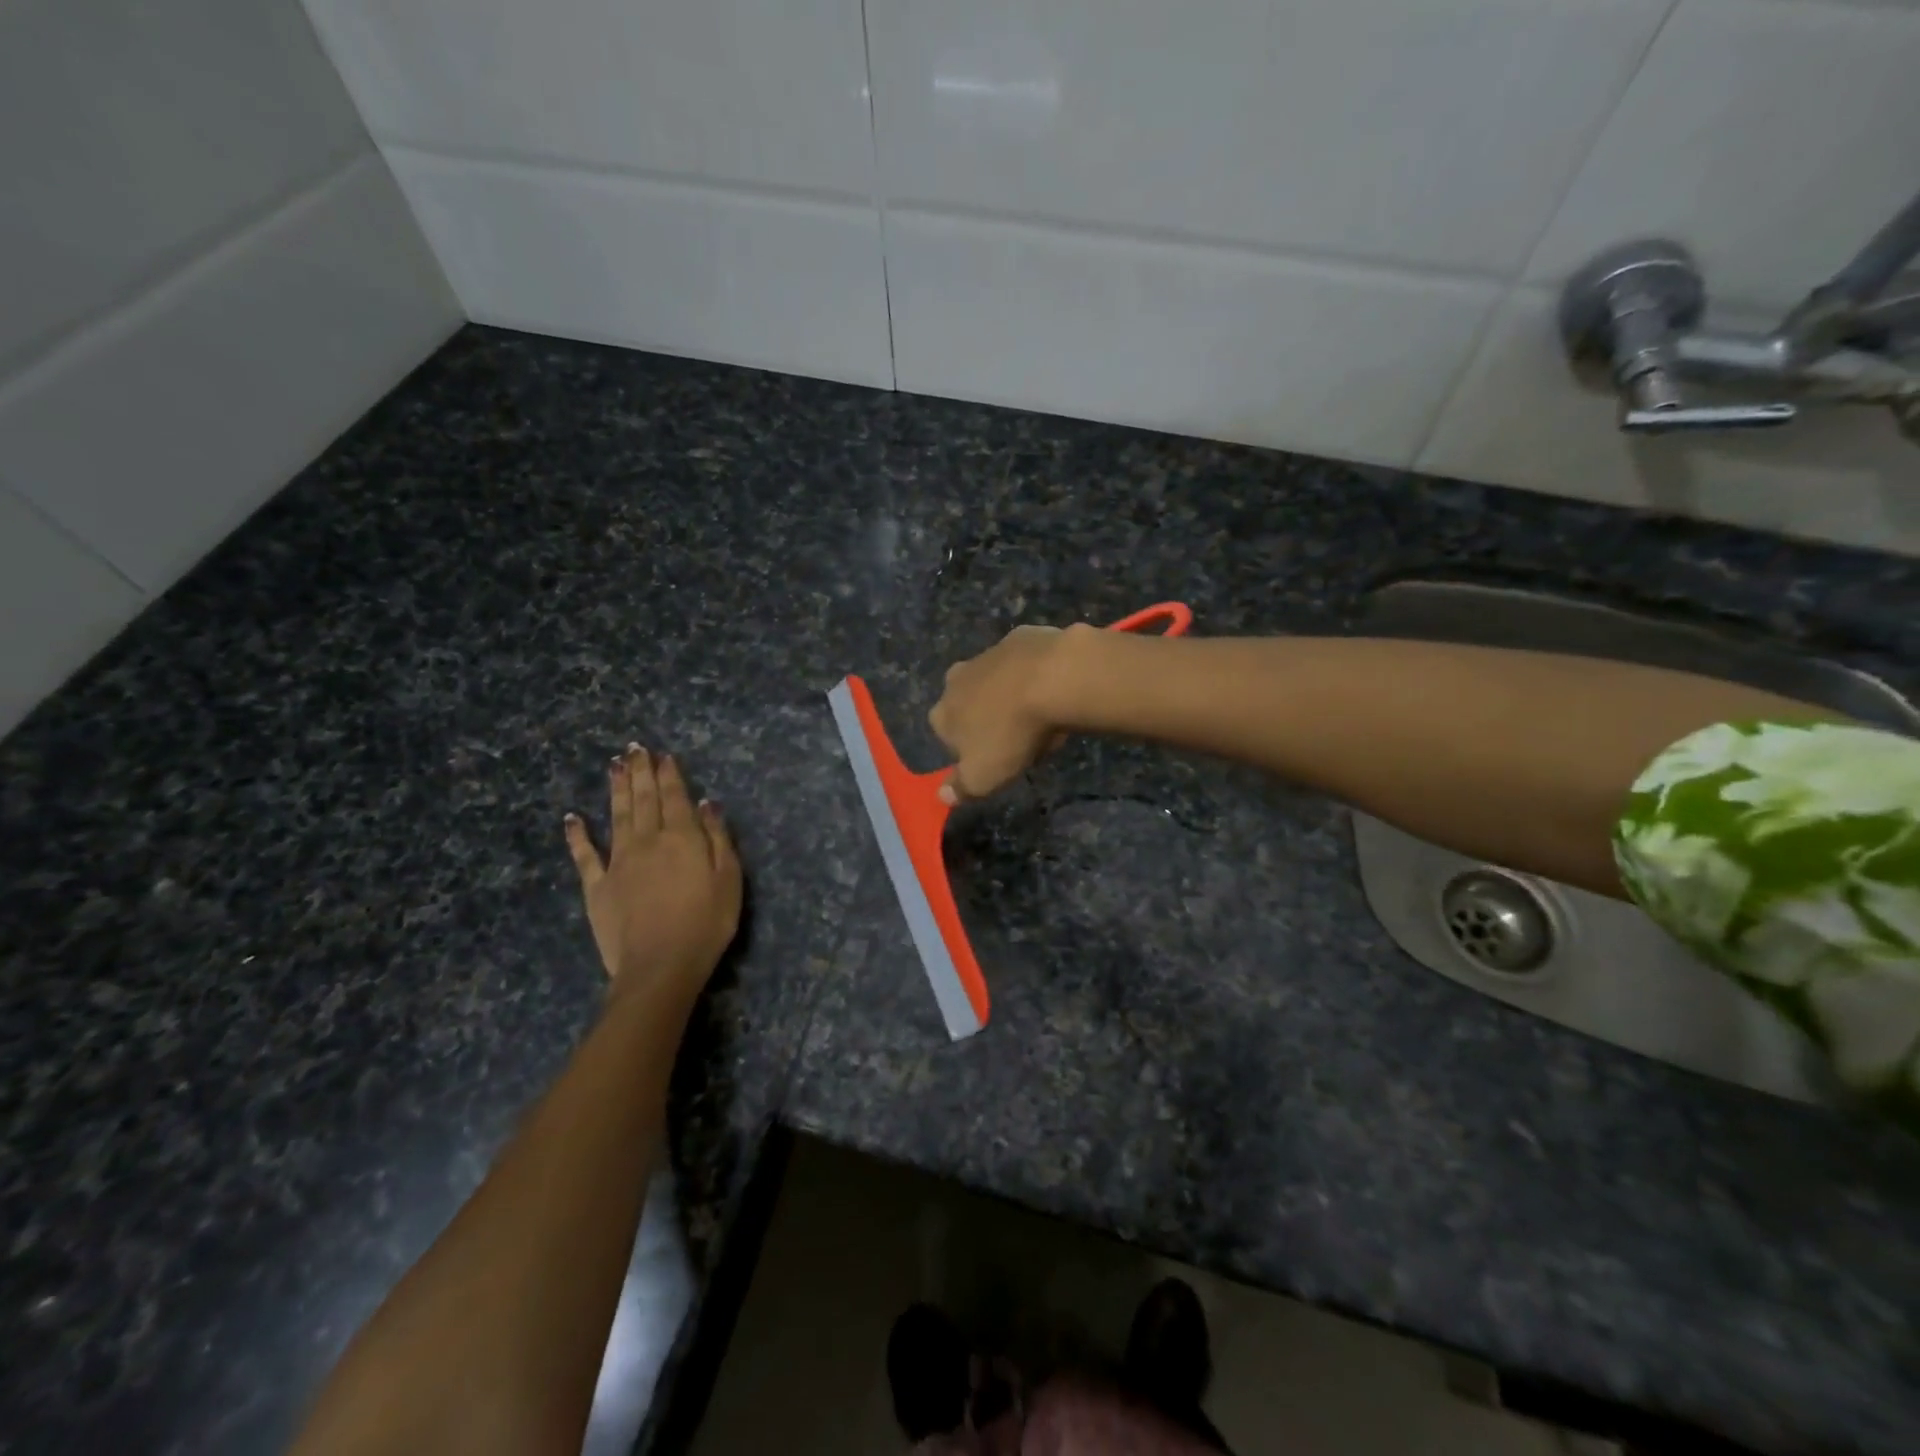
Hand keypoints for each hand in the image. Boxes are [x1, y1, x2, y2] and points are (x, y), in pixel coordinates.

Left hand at [564, 745, 741, 1002]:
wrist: (660, 966)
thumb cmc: (706, 923)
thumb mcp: (729, 879)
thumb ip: (717, 838)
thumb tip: (707, 803)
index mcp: (682, 838)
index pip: (675, 797)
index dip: (669, 774)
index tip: (663, 754)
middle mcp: (648, 840)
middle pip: (644, 799)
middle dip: (640, 772)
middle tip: (634, 748)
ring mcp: (618, 862)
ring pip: (616, 816)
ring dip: (615, 789)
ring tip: (613, 765)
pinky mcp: (597, 886)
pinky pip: (585, 855)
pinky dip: (577, 835)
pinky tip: (572, 817)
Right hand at [929, 624, 1083, 802]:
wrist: (1053, 677)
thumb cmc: (1012, 733)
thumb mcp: (984, 777)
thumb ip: (961, 788)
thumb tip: (942, 796)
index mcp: (943, 713)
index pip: (946, 736)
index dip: (971, 750)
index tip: (997, 760)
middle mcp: (956, 679)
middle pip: (969, 704)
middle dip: (989, 719)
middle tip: (1021, 738)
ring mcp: (988, 653)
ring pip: (996, 682)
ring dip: (1011, 696)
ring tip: (1044, 715)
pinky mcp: (1020, 637)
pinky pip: (1024, 661)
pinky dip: (1035, 673)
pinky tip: (1056, 688)